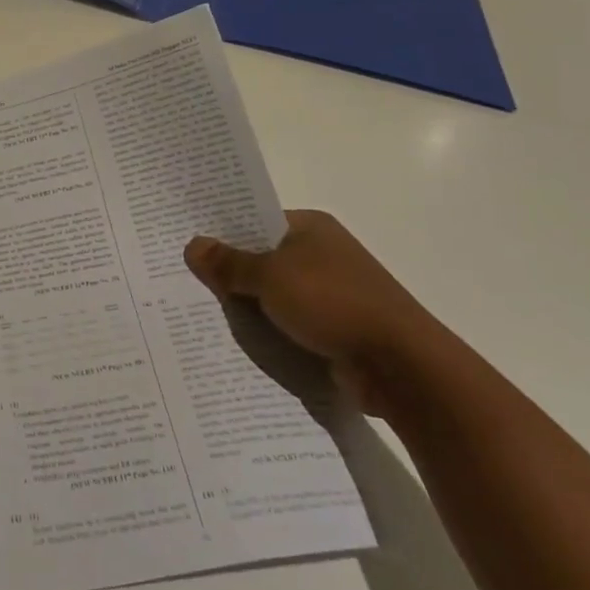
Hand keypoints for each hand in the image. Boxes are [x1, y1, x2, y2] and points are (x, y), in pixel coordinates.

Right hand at [184, 211, 443, 415]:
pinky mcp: (335, 330)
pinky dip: (269, 333)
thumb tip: (192, 245)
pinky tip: (239, 343)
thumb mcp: (270, 277)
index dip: (223, 234)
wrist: (401, 367)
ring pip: (274, 296)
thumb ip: (229, 263)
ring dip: (249, 307)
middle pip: (262, 259)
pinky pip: (289, 325)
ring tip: (203, 315)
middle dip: (230, 274)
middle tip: (187, 283)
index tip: (189, 248)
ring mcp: (331, 294)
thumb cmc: (333, 303)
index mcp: (311, 227)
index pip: (255, 221)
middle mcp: (322, 254)